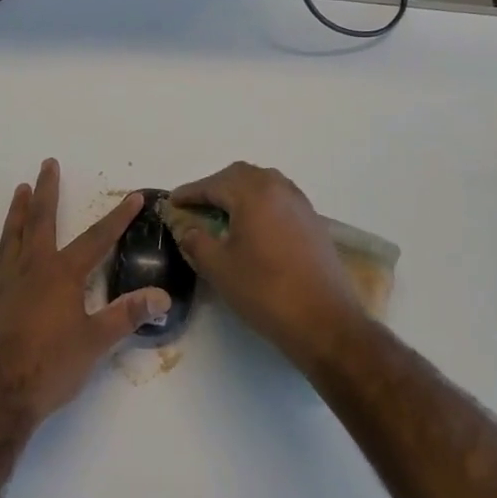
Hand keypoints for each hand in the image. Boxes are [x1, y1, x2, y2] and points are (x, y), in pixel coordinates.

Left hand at [0, 160, 171, 423]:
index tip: (134, 197)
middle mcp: (33, 269)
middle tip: (48, 164)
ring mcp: (5, 283)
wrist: (0, 395)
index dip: (118, 217)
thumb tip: (162, 295)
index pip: (97, 239)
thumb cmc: (52, 367)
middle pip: (42, 222)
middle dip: (47, 191)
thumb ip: (128, 315)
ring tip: (20, 188)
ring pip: (11, 237)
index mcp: (63, 275)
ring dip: (17, 211)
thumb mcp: (97, 342)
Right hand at [169, 162, 367, 361]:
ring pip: (263, 184)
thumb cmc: (265, 291)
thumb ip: (196, 241)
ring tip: (222, 214)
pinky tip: (252, 227)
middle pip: (240, 175)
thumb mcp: (219, 268)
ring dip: (239, 192)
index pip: (213, 184)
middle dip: (215, 187)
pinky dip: (260, 204)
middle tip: (196, 206)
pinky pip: (279, 199)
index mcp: (254, 193)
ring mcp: (300, 204)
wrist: (324, 321)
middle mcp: (279, 189)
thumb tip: (188, 230)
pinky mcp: (313, 222)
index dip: (190, 193)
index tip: (172, 202)